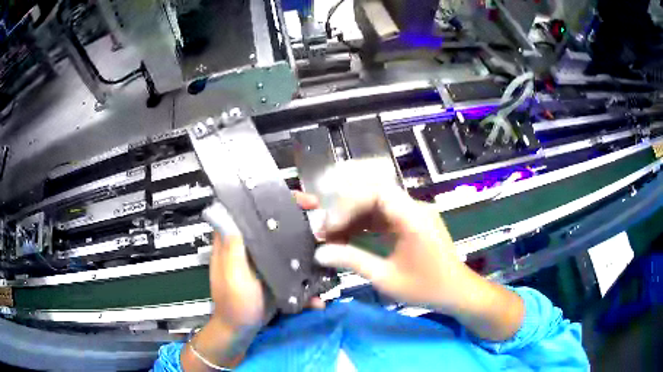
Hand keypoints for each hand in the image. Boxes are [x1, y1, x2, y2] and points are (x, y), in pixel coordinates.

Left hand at [208, 191, 323, 329]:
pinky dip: (305, 277)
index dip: (278, 200)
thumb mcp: (234, 274)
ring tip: (329, 252)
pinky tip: (317, 293)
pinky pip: (292, 268)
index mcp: (236, 239)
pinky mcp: (274, 275)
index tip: (305, 202)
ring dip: (308, 247)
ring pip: (287, 244)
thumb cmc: (234, 303)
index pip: (255, 208)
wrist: (240, 330)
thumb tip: (235, 212)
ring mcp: (263, 261)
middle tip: (324, 222)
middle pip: (276, 223)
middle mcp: (250, 245)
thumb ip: (234, 246)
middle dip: (300, 221)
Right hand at [314, 181, 472, 313]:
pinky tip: (351, 238)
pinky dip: (367, 224)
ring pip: (379, 205)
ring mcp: (416, 214)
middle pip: (375, 195)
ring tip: (334, 236)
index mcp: (413, 218)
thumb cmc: (425, 288)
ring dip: (356, 218)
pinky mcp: (415, 222)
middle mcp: (415, 208)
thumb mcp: (386, 278)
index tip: (330, 228)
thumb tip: (320, 253)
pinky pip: (386, 215)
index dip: (348, 206)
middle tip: (327, 232)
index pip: (375, 193)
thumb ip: (353, 261)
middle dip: (348, 211)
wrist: (457, 292)